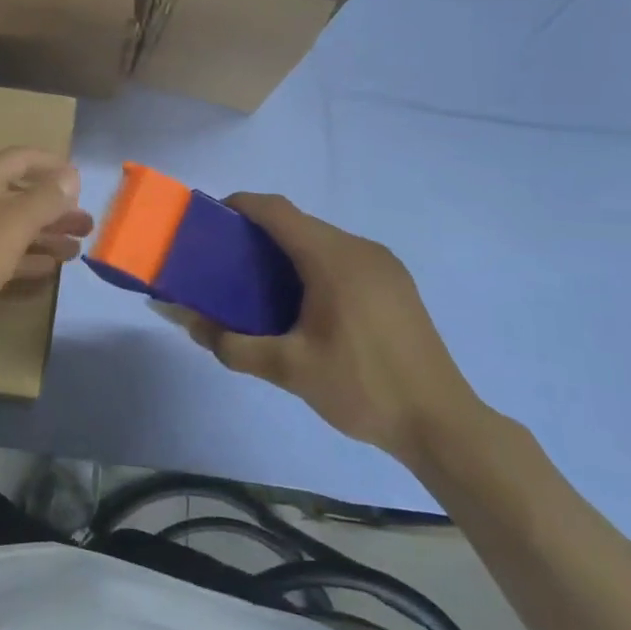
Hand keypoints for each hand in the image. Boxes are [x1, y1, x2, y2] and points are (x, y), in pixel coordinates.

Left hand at [0, 148, 92, 334]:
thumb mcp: (12, 224)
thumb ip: (45, 199)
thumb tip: (70, 175)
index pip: (23, 158)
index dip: (55, 166)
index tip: (84, 184)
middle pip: (20, 195)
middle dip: (55, 209)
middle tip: (87, 226)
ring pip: (11, 227)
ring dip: (44, 236)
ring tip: (76, 251)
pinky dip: (24, 258)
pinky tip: (46, 270)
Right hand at [182, 194, 484, 465]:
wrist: (442, 424)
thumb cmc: (362, 387)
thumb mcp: (289, 369)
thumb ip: (233, 345)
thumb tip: (188, 324)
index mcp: (333, 258)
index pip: (276, 210)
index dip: (240, 205)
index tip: (209, 221)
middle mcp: (360, 249)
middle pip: (298, 223)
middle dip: (258, 233)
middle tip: (225, 262)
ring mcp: (384, 265)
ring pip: (322, 241)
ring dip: (286, 251)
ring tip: (258, 285)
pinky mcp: (396, 285)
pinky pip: (343, 258)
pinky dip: (313, 265)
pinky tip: (303, 304)